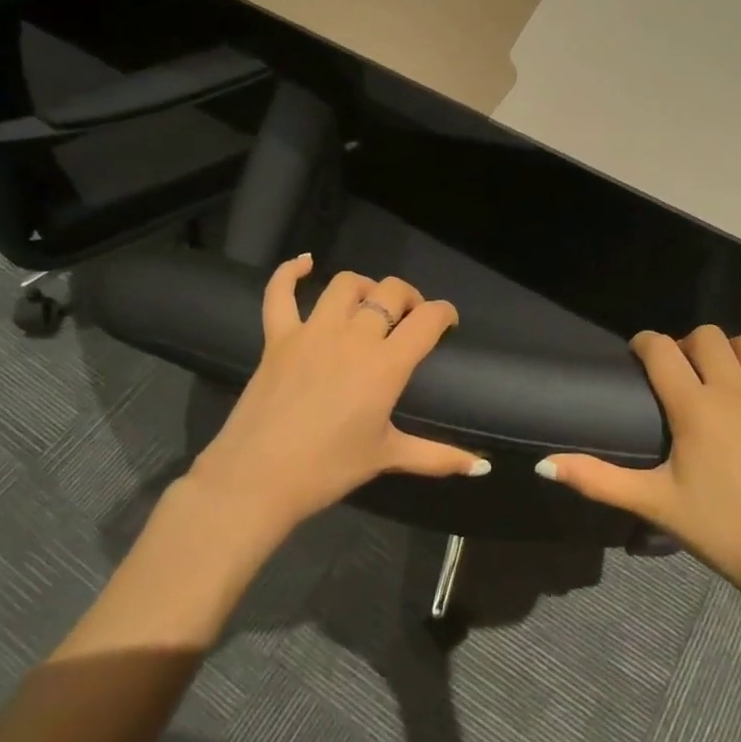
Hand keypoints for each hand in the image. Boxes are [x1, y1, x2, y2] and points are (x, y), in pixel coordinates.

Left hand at [182, 255, 487, 543]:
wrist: (257, 479)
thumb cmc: (328, 469)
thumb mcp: (387, 457)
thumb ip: (439, 456)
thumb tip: (483, 467)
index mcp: (386, 365)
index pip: (427, 319)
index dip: (444, 313)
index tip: (447, 321)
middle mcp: (353, 337)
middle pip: (390, 293)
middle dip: (408, 298)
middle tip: (409, 317)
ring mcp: (312, 332)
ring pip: (345, 285)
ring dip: (365, 287)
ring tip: (370, 302)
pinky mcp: (277, 337)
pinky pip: (280, 293)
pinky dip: (291, 272)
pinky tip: (305, 262)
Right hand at [534, 327, 740, 609]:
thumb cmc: (721, 531)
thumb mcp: (654, 503)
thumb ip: (597, 479)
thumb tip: (543, 464)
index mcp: (694, 408)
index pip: (660, 349)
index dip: (645, 343)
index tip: (640, 355)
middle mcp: (736, 390)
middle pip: (706, 336)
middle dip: (687, 345)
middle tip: (684, 373)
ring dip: (734, 348)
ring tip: (727, 374)